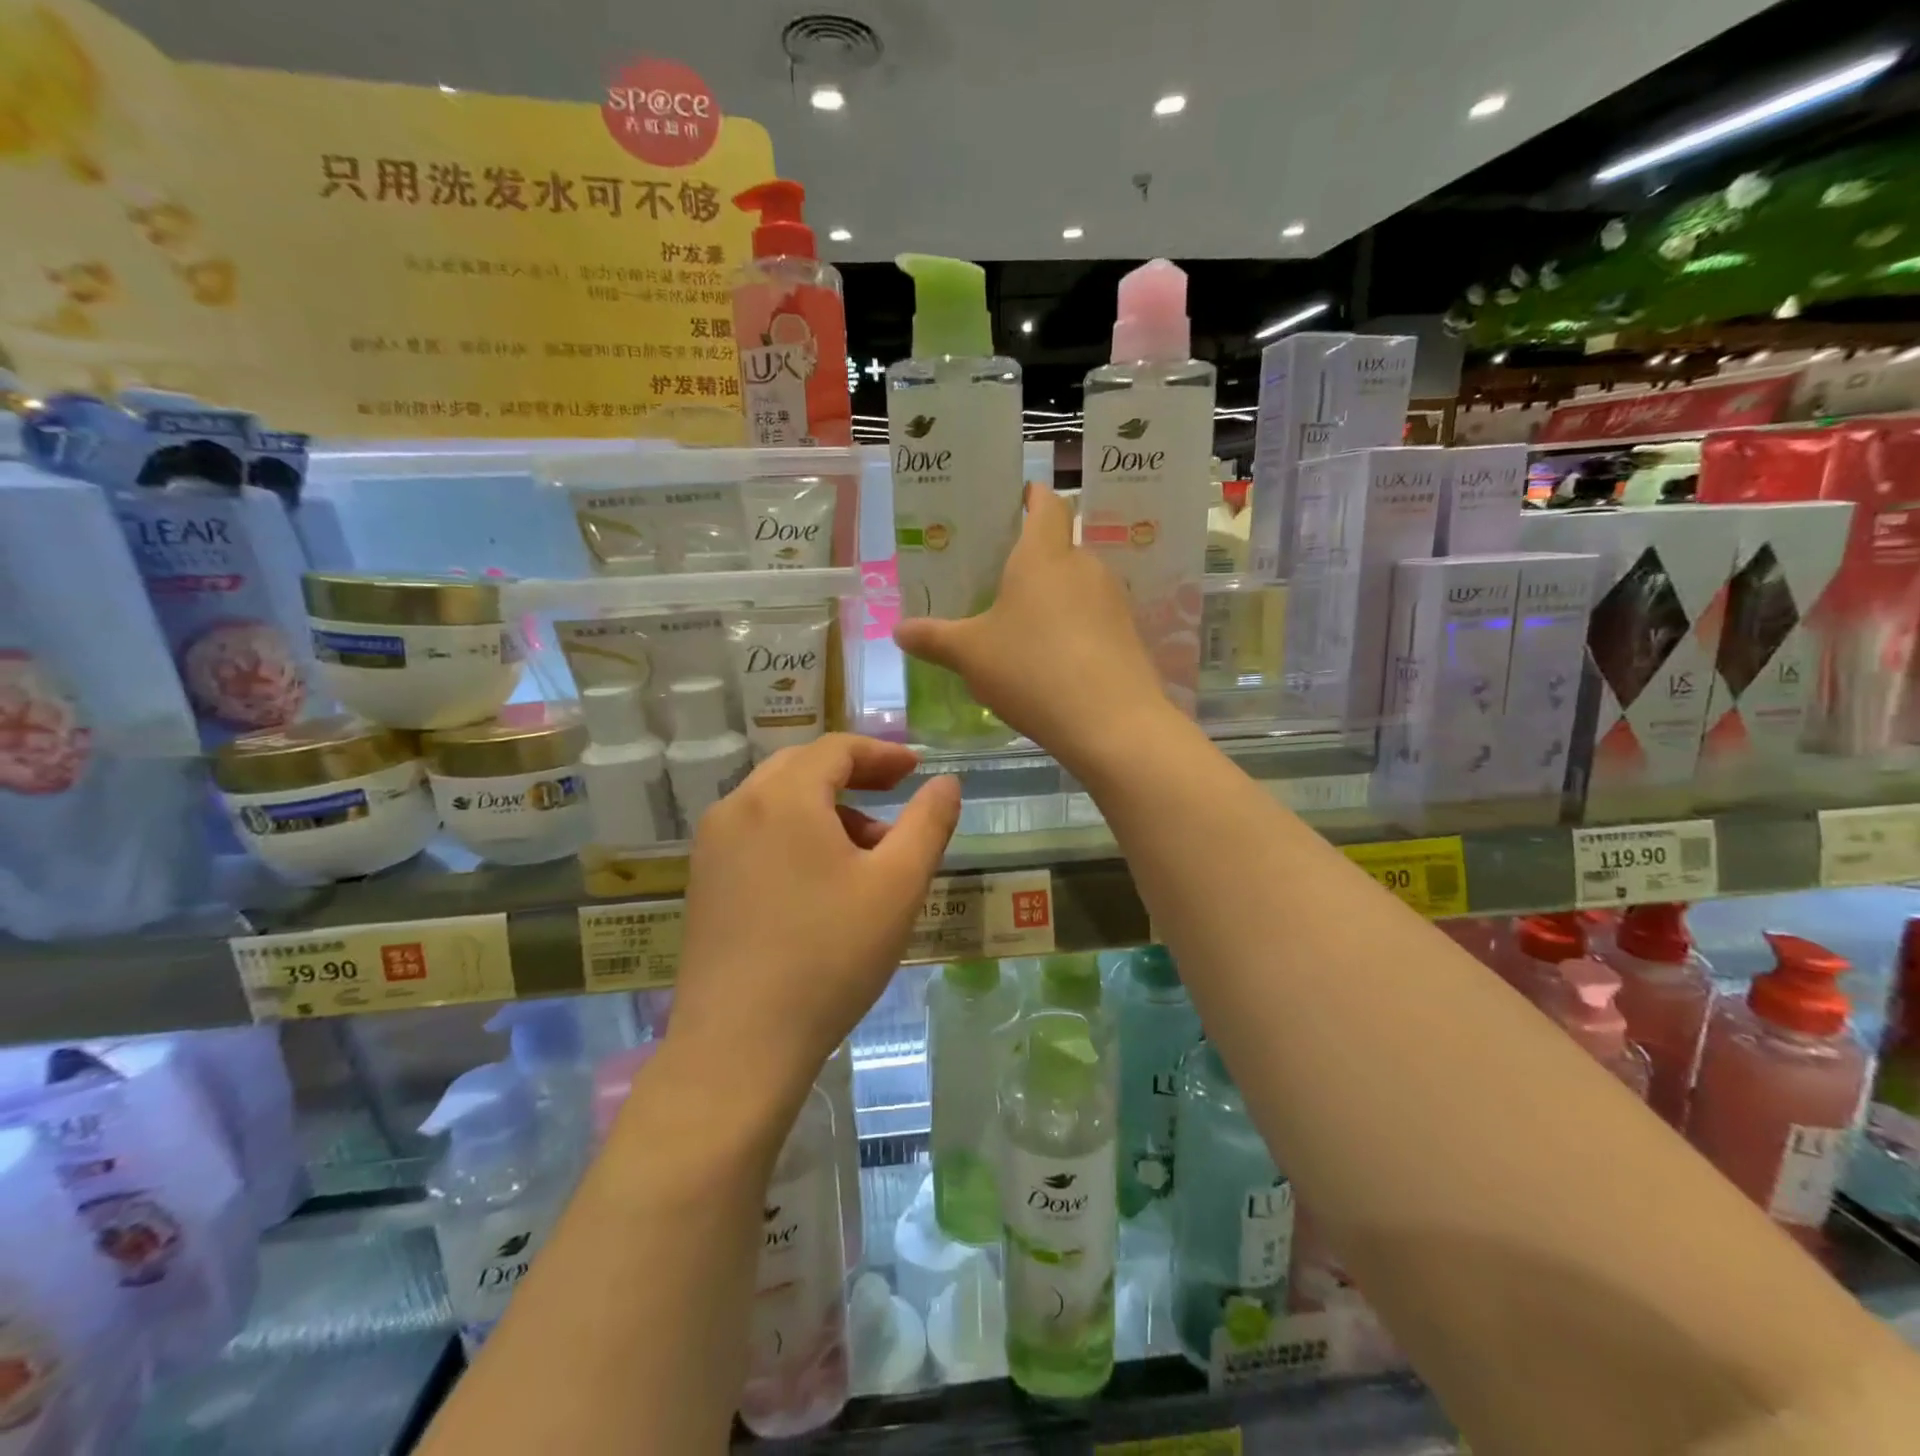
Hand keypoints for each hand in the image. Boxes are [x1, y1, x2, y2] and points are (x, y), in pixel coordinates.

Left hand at [670, 735, 960, 1091]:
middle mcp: (738, 807)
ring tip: (867, 853)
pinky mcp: (703, 881)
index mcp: (783, 797)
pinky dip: (795, 834)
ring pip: (777, 802)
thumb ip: (928, 824)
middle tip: (895, 795)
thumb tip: (946, 782)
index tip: (915, 768)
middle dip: (854, 776)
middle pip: (802, 768)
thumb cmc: (829, 957)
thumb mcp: (898, 886)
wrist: (739, 1045)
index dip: (882, 753)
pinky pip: (756, 833)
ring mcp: (712, 845)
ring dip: (826, 809)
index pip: (836, 749)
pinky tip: (821, 881)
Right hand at [893, 484, 1174, 770]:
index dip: (1030, 496)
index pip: (1046, 502)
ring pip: (1077, 585)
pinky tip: (1053, 660)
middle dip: (1031, 559)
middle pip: (1059, 547)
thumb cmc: (1032, 670)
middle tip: (996, 582)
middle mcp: (1084, 566)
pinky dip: (1073, 628)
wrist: (1111, 722)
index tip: (1011, 503)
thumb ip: (933, 638)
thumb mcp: (970, 655)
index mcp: (1043, 554)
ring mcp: (1112, 600)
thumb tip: (899, 631)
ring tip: (1021, 626)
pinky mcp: (1128, 635)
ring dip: (1052, 598)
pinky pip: (1093, 618)